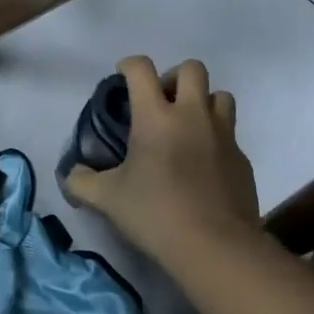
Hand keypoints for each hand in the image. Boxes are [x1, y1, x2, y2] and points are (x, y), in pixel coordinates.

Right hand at [65, 56, 259, 267]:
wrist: (216, 247)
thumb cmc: (156, 213)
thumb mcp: (107, 199)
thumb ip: (82, 182)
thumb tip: (71, 175)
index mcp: (155, 116)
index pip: (141, 68)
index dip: (128, 66)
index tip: (121, 79)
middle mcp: (192, 115)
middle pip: (192, 68)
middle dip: (174, 77)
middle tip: (161, 102)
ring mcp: (223, 135)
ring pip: (220, 96)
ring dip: (202, 102)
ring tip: (186, 127)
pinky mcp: (242, 159)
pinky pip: (230, 133)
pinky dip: (216, 138)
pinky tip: (202, 165)